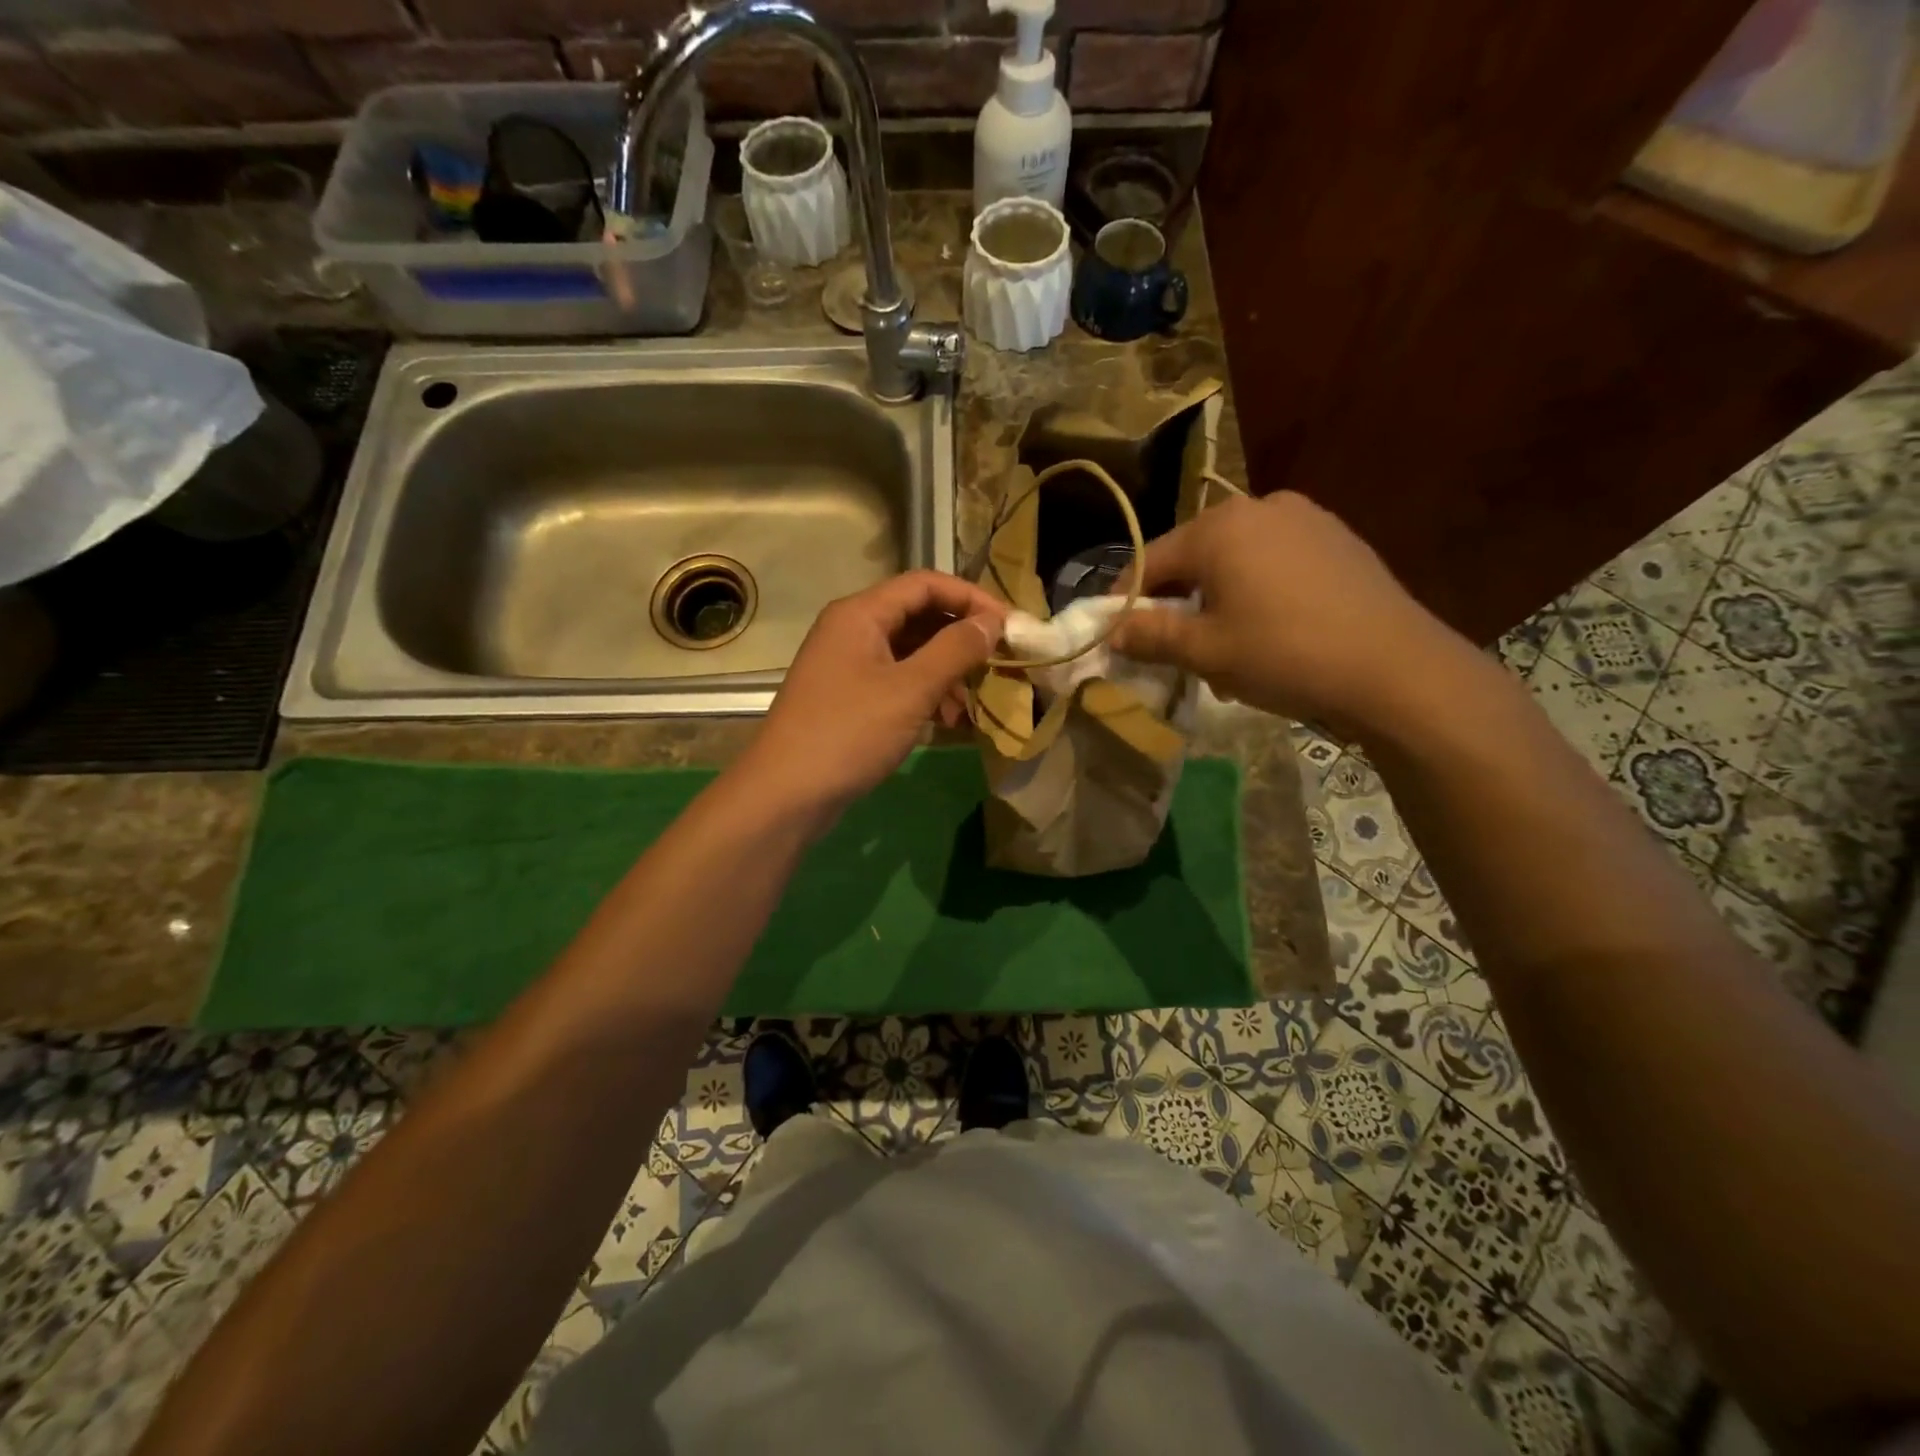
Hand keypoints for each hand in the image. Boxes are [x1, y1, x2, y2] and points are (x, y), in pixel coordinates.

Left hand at [740, 570, 1005, 822]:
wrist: (786, 794)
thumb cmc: (849, 733)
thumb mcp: (911, 689)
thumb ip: (955, 650)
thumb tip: (992, 623)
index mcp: (860, 613)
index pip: (925, 584)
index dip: (971, 597)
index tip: (1008, 625)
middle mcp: (851, 630)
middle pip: (917, 616)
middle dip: (960, 638)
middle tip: (999, 662)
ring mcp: (847, 665)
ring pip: (909, 652)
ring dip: (946, 671)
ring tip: (974, 703)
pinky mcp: (848, 697)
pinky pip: (896, 680)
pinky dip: (925, 693)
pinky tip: (948, 721)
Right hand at [1108, 492, 1465, 735]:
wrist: (1396, 668)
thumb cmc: (1285, 655)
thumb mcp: (1206, 652)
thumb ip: (1151, 635)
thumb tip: (1112, 631)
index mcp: (1219, 527)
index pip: (1150, 559)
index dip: (1124, 598)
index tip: (1111, 632)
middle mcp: (1259, 506)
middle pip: (1193, 554)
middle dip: (1173, 597)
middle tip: (1168, 643)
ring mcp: (1305, 518)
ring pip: (1235, 556)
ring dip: (1215, 593)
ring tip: (1221, 639)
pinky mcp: (1337, 538)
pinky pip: (1274, 559)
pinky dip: (1255, 587)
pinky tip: (1269, 625)